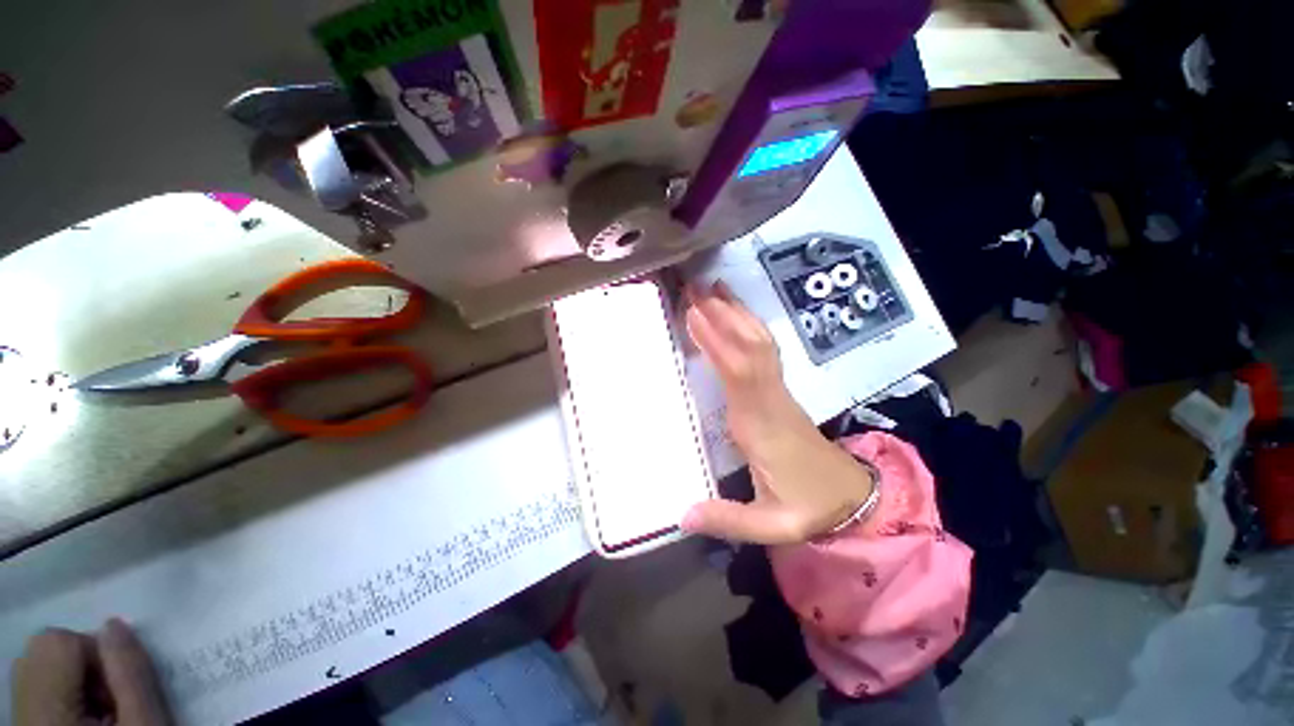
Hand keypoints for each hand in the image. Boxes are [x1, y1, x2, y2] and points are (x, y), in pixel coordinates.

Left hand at [12, 619, 170, 725]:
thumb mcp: (146, 722)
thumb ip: (130, 670)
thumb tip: (115, 625)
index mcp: (45, 711)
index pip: (58, 643)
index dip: (94, 653)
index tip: (118, 689)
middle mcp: (20, 710)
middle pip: (42, 650)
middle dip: (83, 664)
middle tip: (109, 701)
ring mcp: (17, 717)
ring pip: (36, 667)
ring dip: (74, 678)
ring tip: (98, 713)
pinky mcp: (23, 722)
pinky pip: (35, 686)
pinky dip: (62, 694)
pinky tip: (83, 720)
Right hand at [681, 282, 873, 544]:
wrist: (849, 494)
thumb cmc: (809, 505)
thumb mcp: (773, 525)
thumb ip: (729, 521)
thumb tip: (682, 516)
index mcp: (762, 425)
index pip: (740, 374)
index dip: (719, 342)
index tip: (695, 315)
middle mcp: (769, 398)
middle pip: (748, 347)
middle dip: (722, 315)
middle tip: (693, 287)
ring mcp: (776, 390)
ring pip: (758, 342)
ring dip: (734, 313)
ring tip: (709, 288)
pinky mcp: (777, 389)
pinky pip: (763, 349)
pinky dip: (747, 326)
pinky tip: (733, 313)